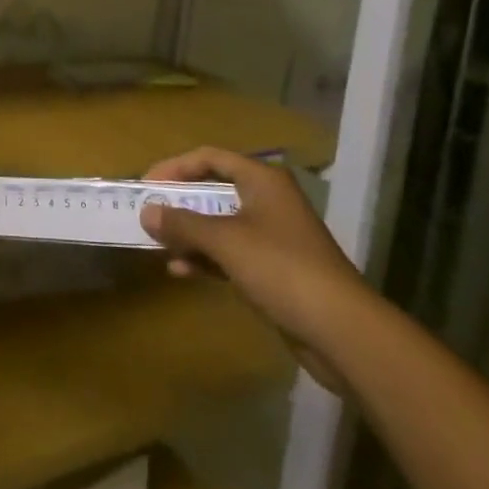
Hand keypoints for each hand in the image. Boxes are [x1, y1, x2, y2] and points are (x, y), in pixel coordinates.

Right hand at [139, 148, 372, 391]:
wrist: (342, 331)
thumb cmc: (281, 268)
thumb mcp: (225, 241)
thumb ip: (183, 223)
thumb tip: (146, 211)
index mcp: (262, 180)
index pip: (209, 157)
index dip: (175, 167)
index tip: (147, 185)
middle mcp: (268, 200)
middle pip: (215, 189)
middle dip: (180, 203)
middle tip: (149, 213)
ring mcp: (274, 236)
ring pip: (221, 224)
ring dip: (190, 233)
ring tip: (159, 245)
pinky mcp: (276, 269)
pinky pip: (231, 253)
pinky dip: (206, 258)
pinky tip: (181, 271)